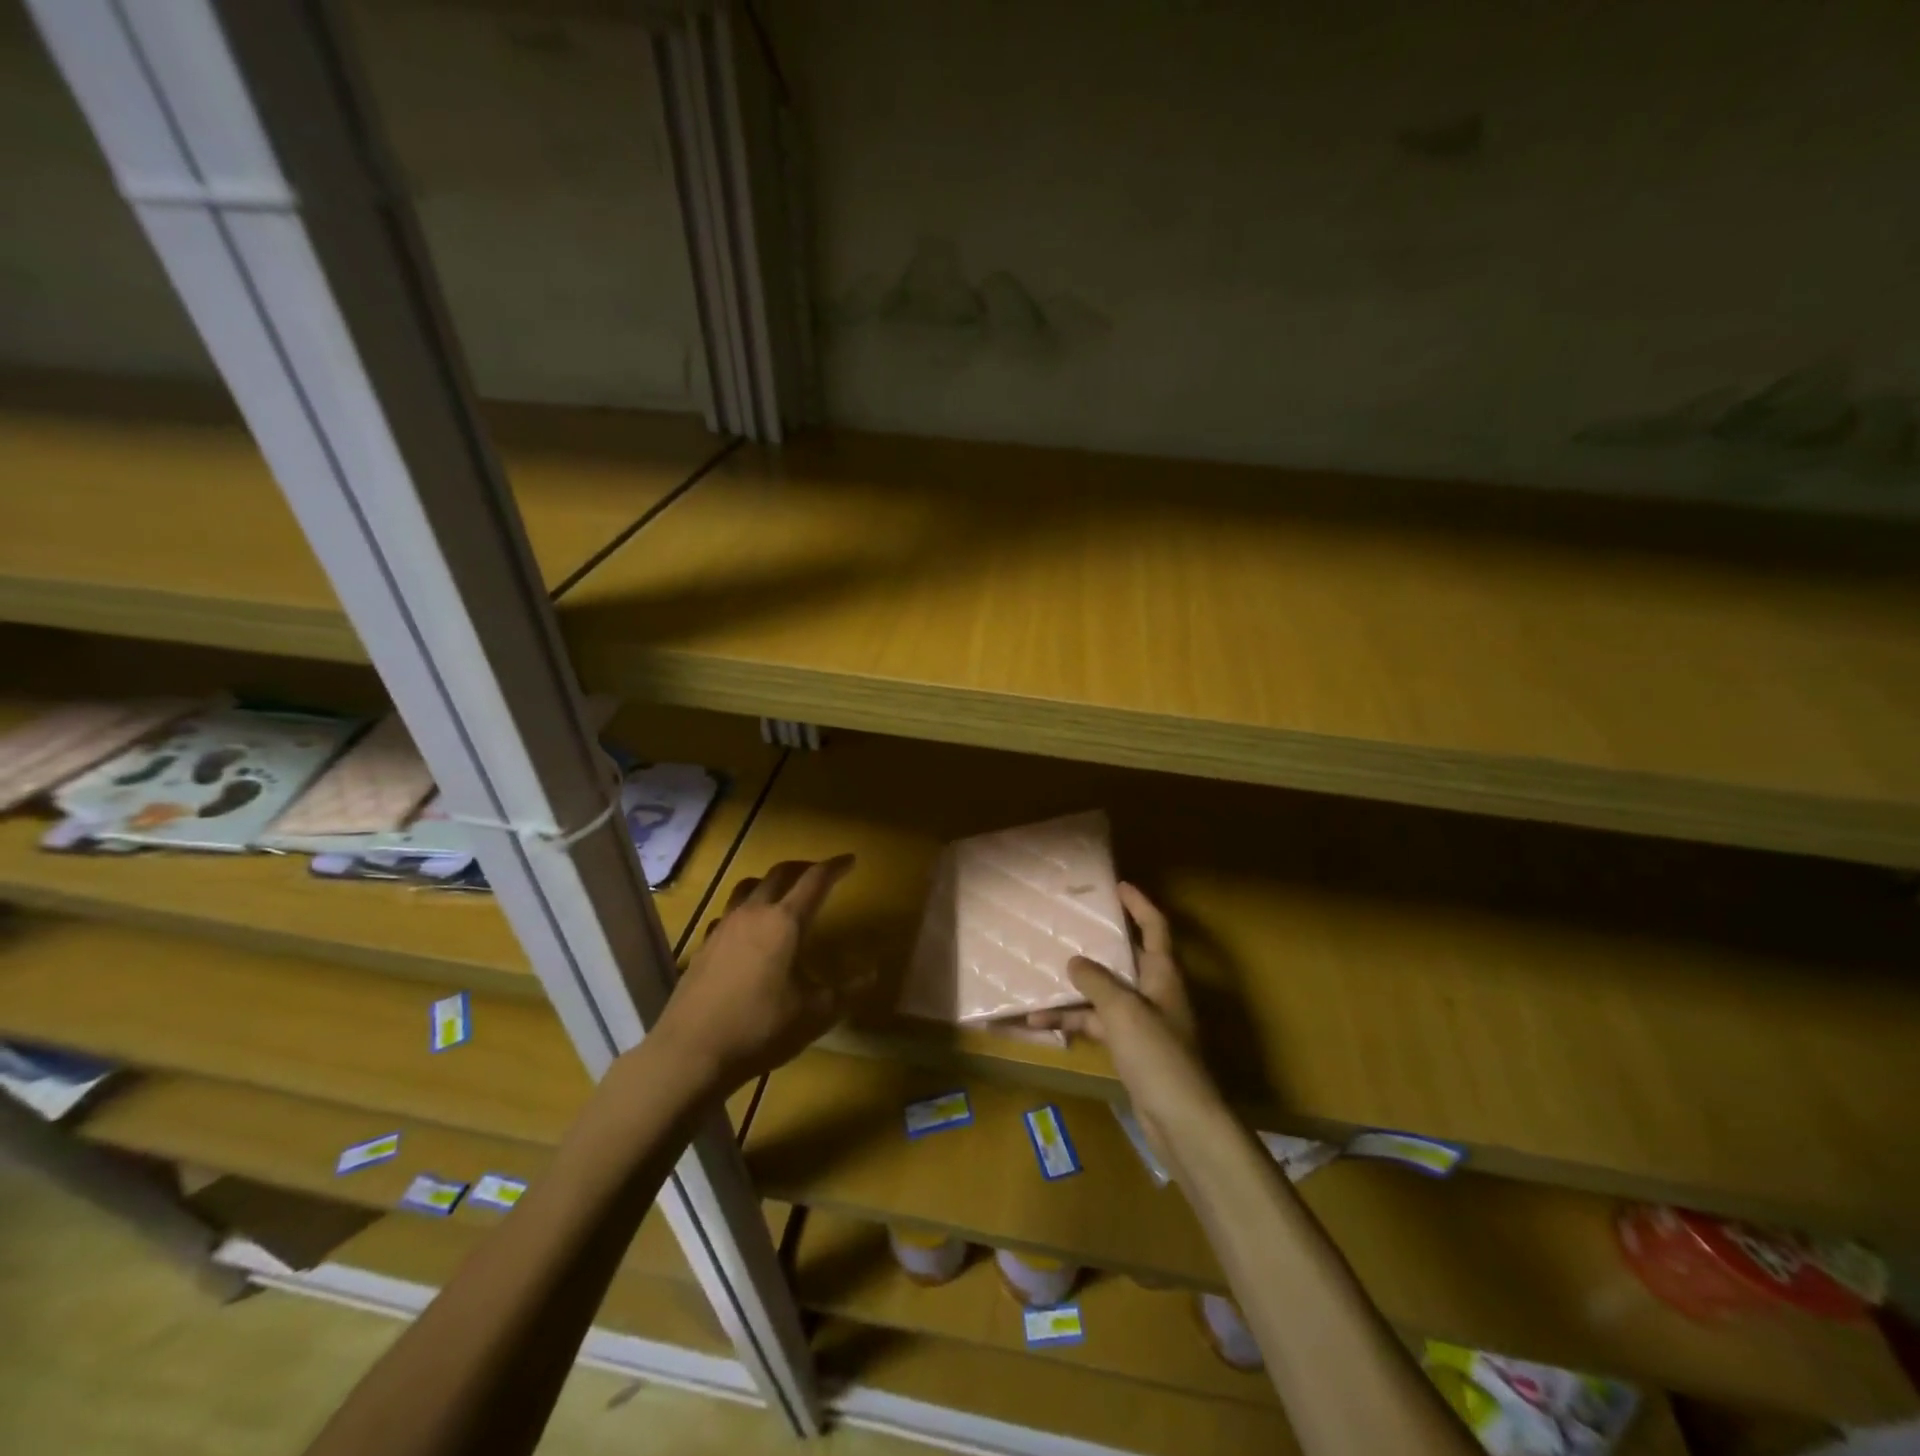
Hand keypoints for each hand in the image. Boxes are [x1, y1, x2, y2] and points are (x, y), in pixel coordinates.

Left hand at [652, 855, 857, 1092]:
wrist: (691, 1053)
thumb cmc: (761, 1029)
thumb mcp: (815, 1014)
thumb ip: (847, 991)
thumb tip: (873, 973)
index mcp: (785, 922)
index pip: (815, 881)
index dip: (835, 867)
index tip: (850, 860)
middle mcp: (753, 914)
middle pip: (779, 874)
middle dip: (802, 868)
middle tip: (819, 873)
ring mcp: (723, 928)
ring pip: (748, 887)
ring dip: (770, 882)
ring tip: (782, 892)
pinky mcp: (704, 946)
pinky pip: (728, 913)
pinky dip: (745, 909)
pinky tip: (747, 930)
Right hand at [1027, 883, 1220, 1152]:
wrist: (1181, 1121)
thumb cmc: (1158, 1054)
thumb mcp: (1123, 1010)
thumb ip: (1097, 982)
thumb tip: (1074, 961)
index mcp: (1163, 974)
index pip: (1155, 927)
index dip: (1139, 904)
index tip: (1118, 886)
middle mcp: (1155, 992)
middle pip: (1126, 958)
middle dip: (1100, 942)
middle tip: (1072, 924)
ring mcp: (1142, 1022)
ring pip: (1104, 993)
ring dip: (1075, 989)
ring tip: (1040, 976)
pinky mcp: (1131, 1049)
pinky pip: (1097, 1023)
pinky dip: (1073, 1022)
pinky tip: (1041, 1023)